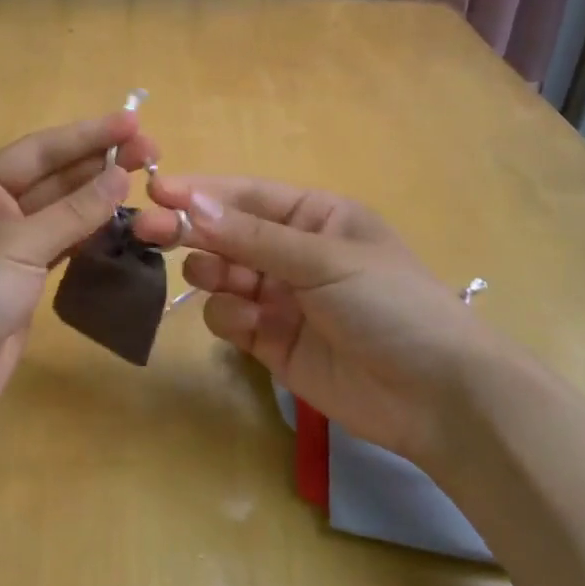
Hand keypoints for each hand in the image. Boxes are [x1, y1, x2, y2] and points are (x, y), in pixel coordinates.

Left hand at [0, 111, 157, 443]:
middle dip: (99, 163)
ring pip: (63, 214)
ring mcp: (11, 250)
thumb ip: (71, 213)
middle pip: (54, 179)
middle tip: (152, 150)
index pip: (39, 152)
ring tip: (145, 178)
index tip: (132, 121)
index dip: (87, 135)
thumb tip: (120, 176)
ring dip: (100, 197)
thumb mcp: (14, 247)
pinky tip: (123, 221)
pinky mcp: (25, 285)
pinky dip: (93, 234)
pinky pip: (65, 248)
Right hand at [135, 176, 508, 467]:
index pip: (246, 196)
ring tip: (219, 282)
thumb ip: (253, 236)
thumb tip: (191, 203)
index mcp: (315, 218)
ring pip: (222, 277)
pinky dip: (231, 319)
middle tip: (148, 230)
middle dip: (191, 231)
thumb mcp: (324, 260)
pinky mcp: (272, 343)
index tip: (155, 189)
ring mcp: (281, 299)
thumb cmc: (390, 304)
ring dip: (213, 275)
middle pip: (226, 235)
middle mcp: (293, 253)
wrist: (436, 397)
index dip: (201, 192)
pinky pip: (231, 319)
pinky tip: (253, 328)